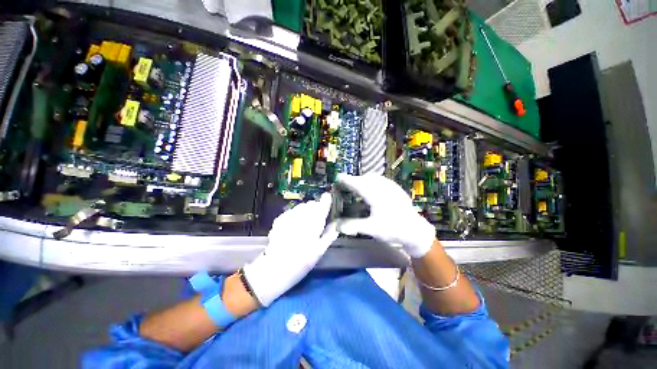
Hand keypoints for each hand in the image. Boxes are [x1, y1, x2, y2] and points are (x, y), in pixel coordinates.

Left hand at [243, 193, 338, 305]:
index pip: (322, 204)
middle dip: (316, 208)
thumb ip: (329, 235)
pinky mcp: (280, 219)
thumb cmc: (302, 261)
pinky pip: (292, 211)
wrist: (276, 268)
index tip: (328, 199)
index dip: (326, 200)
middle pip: (311, 204)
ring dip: (305, 211)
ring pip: (301, 206)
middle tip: (317, 219)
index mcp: (314, 223)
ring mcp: (289, 216)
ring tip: (305, 223)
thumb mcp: (320, 251)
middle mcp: (302, 216)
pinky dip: (295, 215)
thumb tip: (336, 224)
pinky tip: (294, 225)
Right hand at [336, 174, 435, 258]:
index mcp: (375, 195)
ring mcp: (391, 186)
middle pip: (364, 178)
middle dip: (354, 180)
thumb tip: (336, 224)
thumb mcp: (371, 229)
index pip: (357, 183)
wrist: (415, 230)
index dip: (346, 179)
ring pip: (373, 178)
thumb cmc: (393, 229)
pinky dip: (372, 182)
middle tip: (346, 187)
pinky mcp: (396, 188)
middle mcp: (383, 186)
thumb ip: (352, 225)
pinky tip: (372, 191)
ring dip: (363, 180)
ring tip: (357, 189)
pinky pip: (380, 180)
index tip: (337, 177)